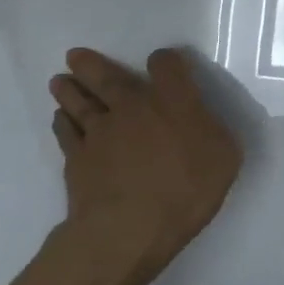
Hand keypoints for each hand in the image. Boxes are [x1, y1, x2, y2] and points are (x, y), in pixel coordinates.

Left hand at [48, 47, 242, 284]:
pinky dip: (62, 123)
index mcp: (173, 101)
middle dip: (92, 65)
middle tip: (75, 55)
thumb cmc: (186, 190)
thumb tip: (202, 123)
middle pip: (108, 77)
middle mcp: (133, 107)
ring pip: (80, 102)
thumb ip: (213, 132)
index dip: (165, 61)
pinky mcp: (76, 160)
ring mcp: (99, 132)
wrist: (129, 228)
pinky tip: (60, 119)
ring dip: (69, 90)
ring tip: (59, 81)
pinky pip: (65, 133)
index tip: (164, 64)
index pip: (166, 65)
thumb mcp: (224, 158)